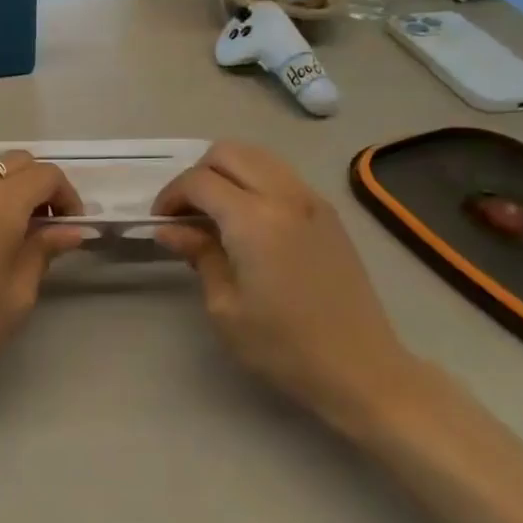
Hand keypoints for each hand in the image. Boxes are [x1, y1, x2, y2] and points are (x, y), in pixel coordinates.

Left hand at [0, 152, 87, 402]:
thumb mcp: (17, 295)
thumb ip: (43, 250)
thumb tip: (71, 230)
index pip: (46, 175)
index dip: (67, 195)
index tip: (69, 225)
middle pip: (16, 161)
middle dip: (38, 185)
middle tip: (42, 223)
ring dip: (5, 183)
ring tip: (6, 222)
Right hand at [154, 141, 421, 425]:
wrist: (362, 370)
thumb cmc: (284, 346)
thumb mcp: (226, 307)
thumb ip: (199, 254)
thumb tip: (170, 228)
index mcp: (254, 219)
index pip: (199, 181)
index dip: (171, 196)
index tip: (161, 222)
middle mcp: (285, 195)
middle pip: (228, 152)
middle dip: (197, 174)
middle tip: (186, 212)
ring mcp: (312, 200)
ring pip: (258, 156)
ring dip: (228, 172)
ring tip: (215, 211)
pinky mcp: (328, 213)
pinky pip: (282, 175)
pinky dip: (255, 181)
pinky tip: (249, 220)